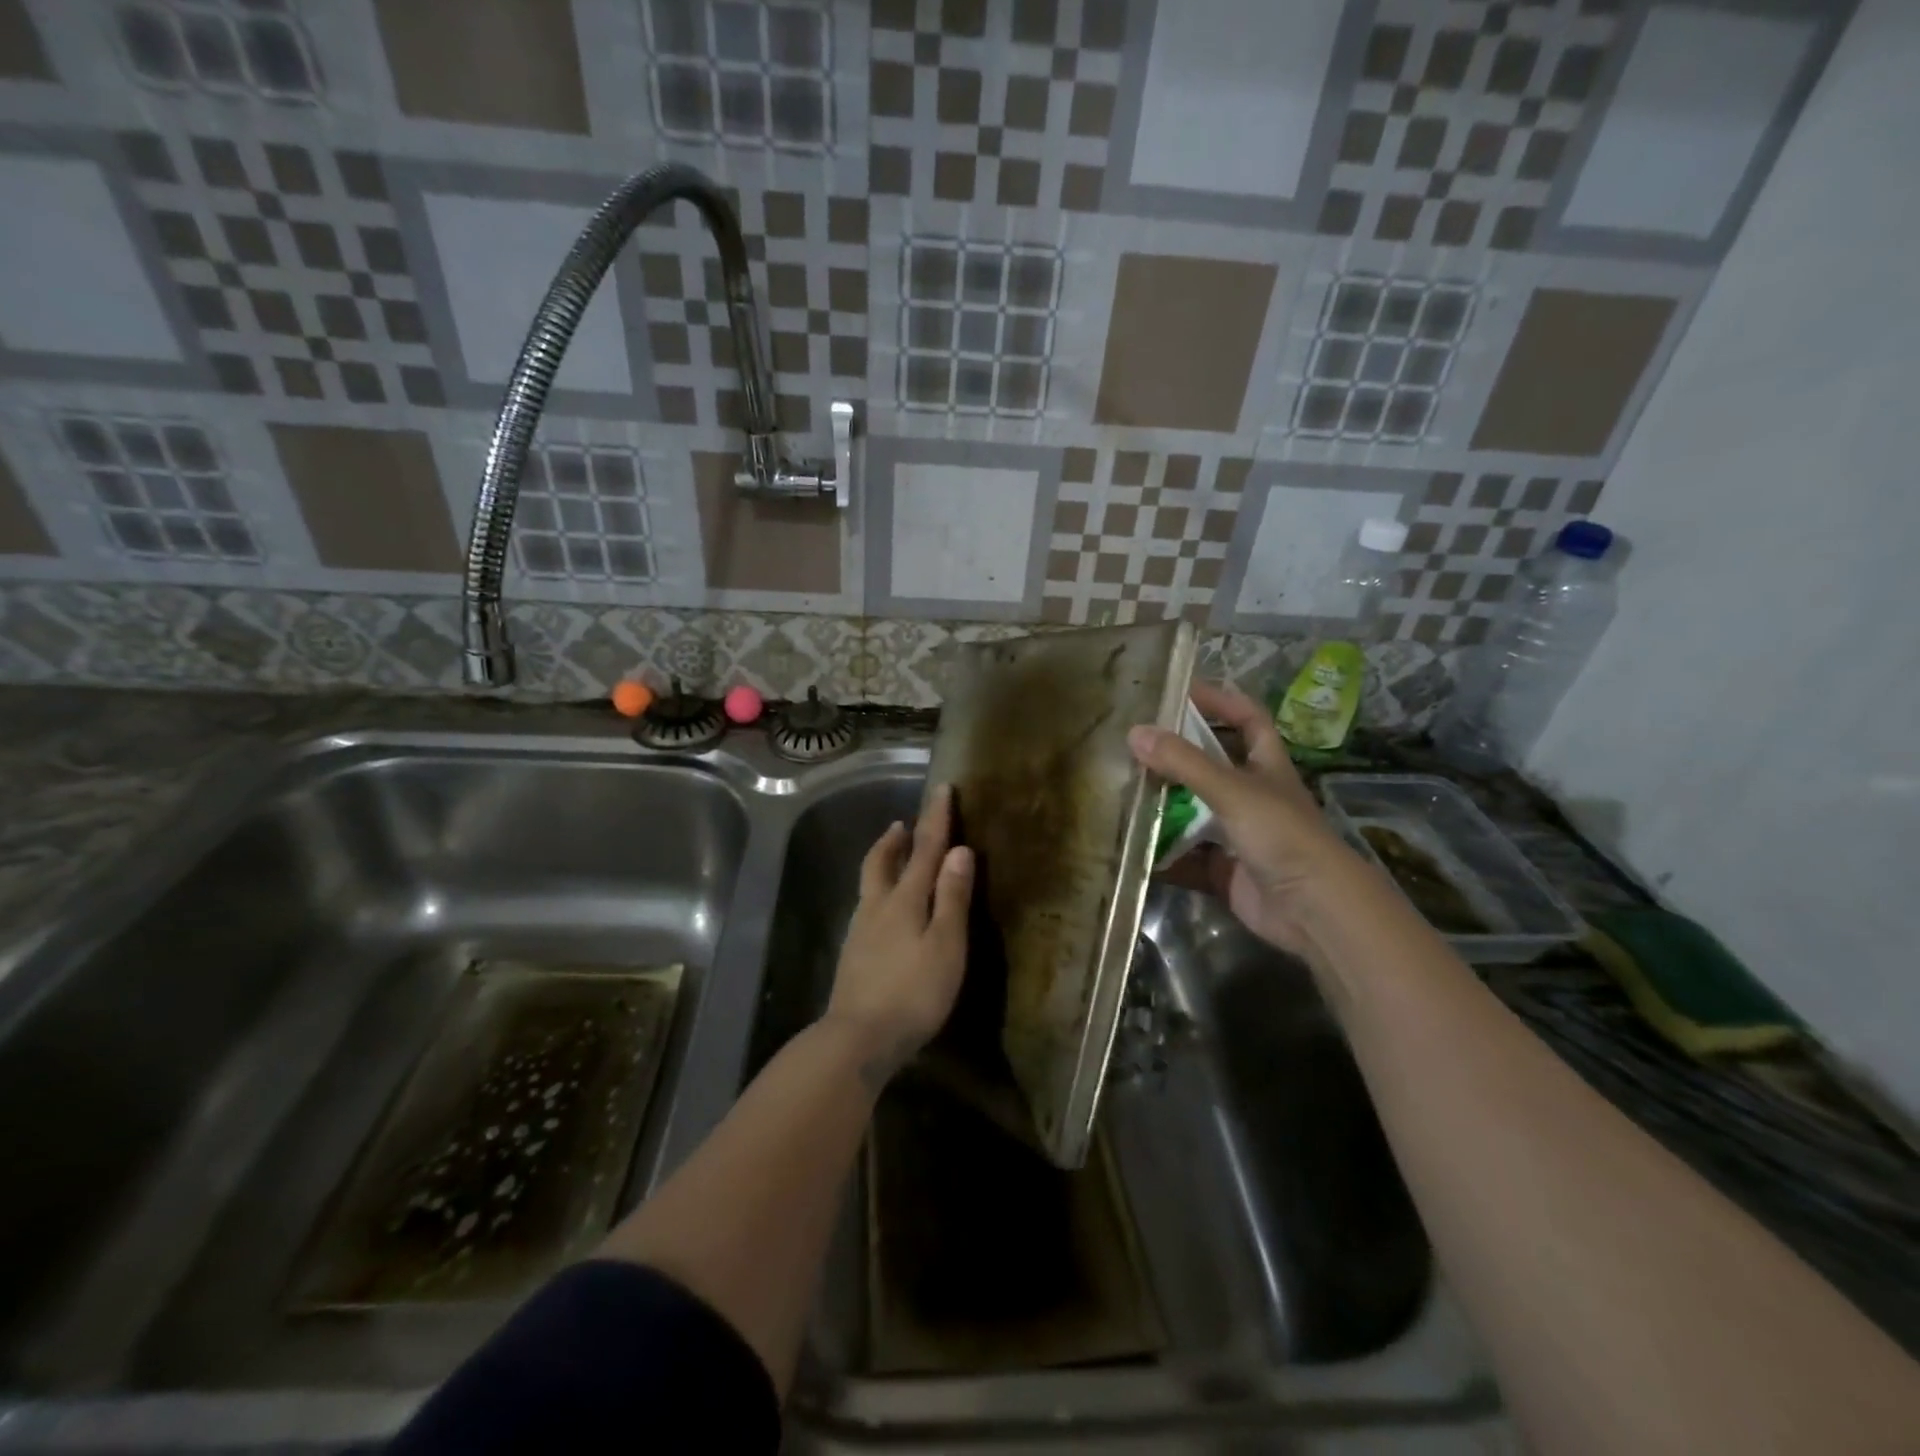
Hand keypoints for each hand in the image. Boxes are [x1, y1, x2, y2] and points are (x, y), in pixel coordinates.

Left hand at [827, 784, 973, 1088]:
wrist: (857, 1039)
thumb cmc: (912, 992)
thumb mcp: (945, 945)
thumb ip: (952, 898)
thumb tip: (960, 851)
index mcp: (905, 900)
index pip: (924, 849)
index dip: (935, 818)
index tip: (942, 788)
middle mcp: (877, 907)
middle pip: (882, 861)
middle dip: (895, 839)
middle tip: (902, 823)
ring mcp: (861, 931)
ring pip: (871, 883)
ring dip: (883, 861)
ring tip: (893, 855)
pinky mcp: (853, 955)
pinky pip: (868, 907)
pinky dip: (878, 891)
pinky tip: (883, 910)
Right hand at [1128, 681, 1355, 957]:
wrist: (1313, 910)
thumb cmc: (1282, 835)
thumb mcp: (1232, 790)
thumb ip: (1184, 762)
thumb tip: (1134, 732)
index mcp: (1266, 766)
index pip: (1248, 719)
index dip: (1220, 700)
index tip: (1181, 690)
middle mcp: (1253, 796)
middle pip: (1211, 766)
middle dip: (1176, 756)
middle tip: (1134, 745)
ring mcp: (1238, 835)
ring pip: (1194, 812)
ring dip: (1164, 806)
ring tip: (1121, 792)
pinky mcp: (1225, 870)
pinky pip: (1186, 858)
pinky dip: (1162, 856)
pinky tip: (1131, 848)